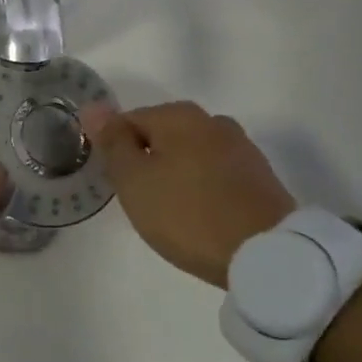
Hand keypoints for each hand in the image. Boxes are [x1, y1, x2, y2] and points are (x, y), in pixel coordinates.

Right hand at [80, 101, 295, 287]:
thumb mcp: (134, 180)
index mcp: (179, 115)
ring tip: (171, 212)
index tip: (118, 186)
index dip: (115, 152)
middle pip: (161, 136)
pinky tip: (200, 216)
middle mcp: (212, 121)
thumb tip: (93, 107)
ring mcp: (241, 148)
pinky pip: (216, 174)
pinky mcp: (260, 177)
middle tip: (140, 201)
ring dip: (175, 175)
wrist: (268, 255)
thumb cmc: (188, 214)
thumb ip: (113, 142)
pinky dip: (202, 189)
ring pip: (190, 155)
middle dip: (146, 163)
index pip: (128, 121)